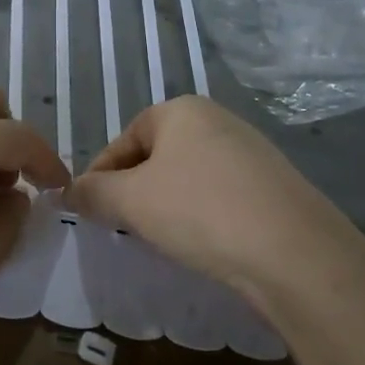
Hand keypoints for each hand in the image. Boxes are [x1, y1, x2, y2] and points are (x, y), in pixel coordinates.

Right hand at [67, 95, 363, 300]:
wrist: (296, 253)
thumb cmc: (200, 211)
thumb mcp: (130, 202)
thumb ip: (92, 192)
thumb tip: (68, 191)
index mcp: (180, 110)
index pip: (123, 140)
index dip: (100, 175)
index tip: (90, 210)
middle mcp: (218, 120)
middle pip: (156, 156)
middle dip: (134, 190)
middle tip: (123, 226)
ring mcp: (252, 151)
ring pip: (188, 177)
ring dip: (167, 204)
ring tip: (162, 238)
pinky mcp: (275, 185)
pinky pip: (221, 194)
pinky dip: (202, 215)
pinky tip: (204, 242)